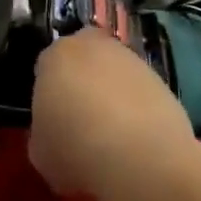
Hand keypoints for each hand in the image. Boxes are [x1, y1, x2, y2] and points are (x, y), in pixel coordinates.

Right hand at [28, 28, 195, 199]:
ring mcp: (129, 58)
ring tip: (113, 139)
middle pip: (82, 61)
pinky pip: (139, 92)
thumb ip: (43, 134)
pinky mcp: (159, 78)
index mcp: (55, 56)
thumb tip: (53, 136)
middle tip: (82, 124)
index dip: (48, 96)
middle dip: (81, 84)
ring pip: (113, 74)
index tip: (53, 123)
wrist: (140, 155)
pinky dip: (137, 110)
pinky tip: (136, 142)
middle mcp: (91, 46)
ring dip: (111, 96)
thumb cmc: (76, 149)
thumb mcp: (41, 153)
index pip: (46, 68)